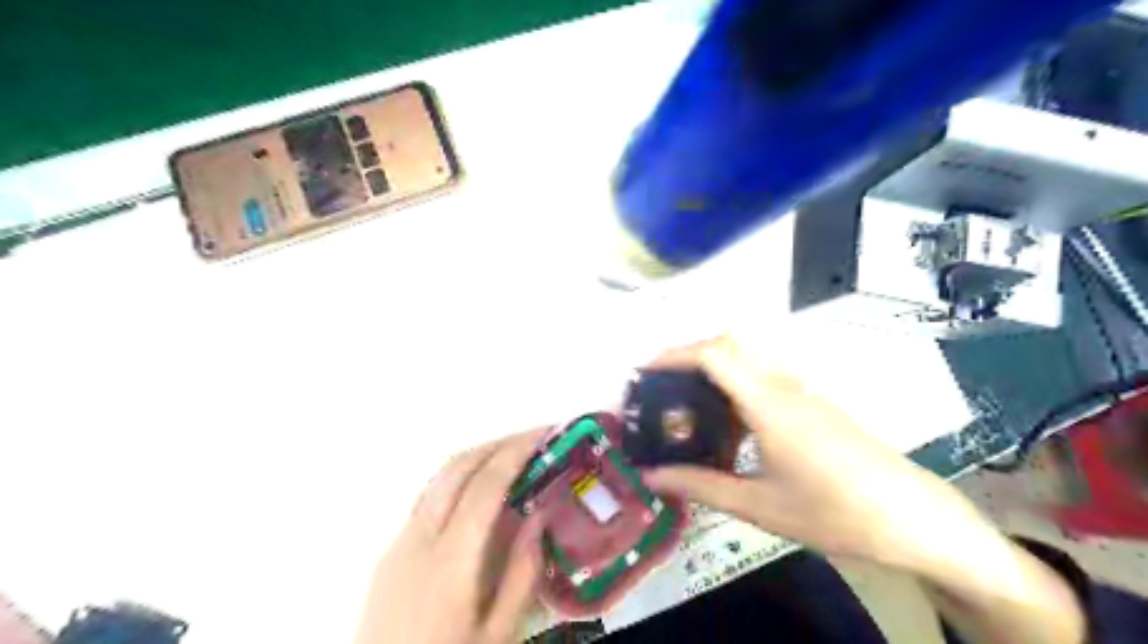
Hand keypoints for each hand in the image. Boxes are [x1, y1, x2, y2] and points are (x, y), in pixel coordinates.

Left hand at [354, 427, 542, 642]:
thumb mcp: (498, 635)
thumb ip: (521, 575)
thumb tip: (538, 518)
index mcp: (450, 560)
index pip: (485, 485)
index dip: (515, 452)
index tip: (543, 433)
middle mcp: (419, 537)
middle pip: (458, 468)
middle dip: (497, 443)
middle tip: (533, 438)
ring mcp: (400, 540)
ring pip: (439, 478)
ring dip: (477, 456)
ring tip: (512, 454)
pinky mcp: (391, 550)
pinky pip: (429, 496)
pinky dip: (459, 477)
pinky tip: (479, 488)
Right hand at [645, 336, 987, 568]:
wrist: (913, 518)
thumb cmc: (835, 512)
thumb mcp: (760, 506)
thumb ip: (701, 487)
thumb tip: (651, 478)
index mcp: (768, 403)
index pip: (714, 354)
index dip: (674, 354)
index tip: (644, 370)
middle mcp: (784, 385)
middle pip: (730, 345)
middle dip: (688, 354)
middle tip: (659, 384)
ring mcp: (802, 391)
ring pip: (748, 359)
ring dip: (712, 367)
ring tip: (684, 402)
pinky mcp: (813, 403)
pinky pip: (763, 377)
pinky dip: (733, 383)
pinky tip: (726, 422)